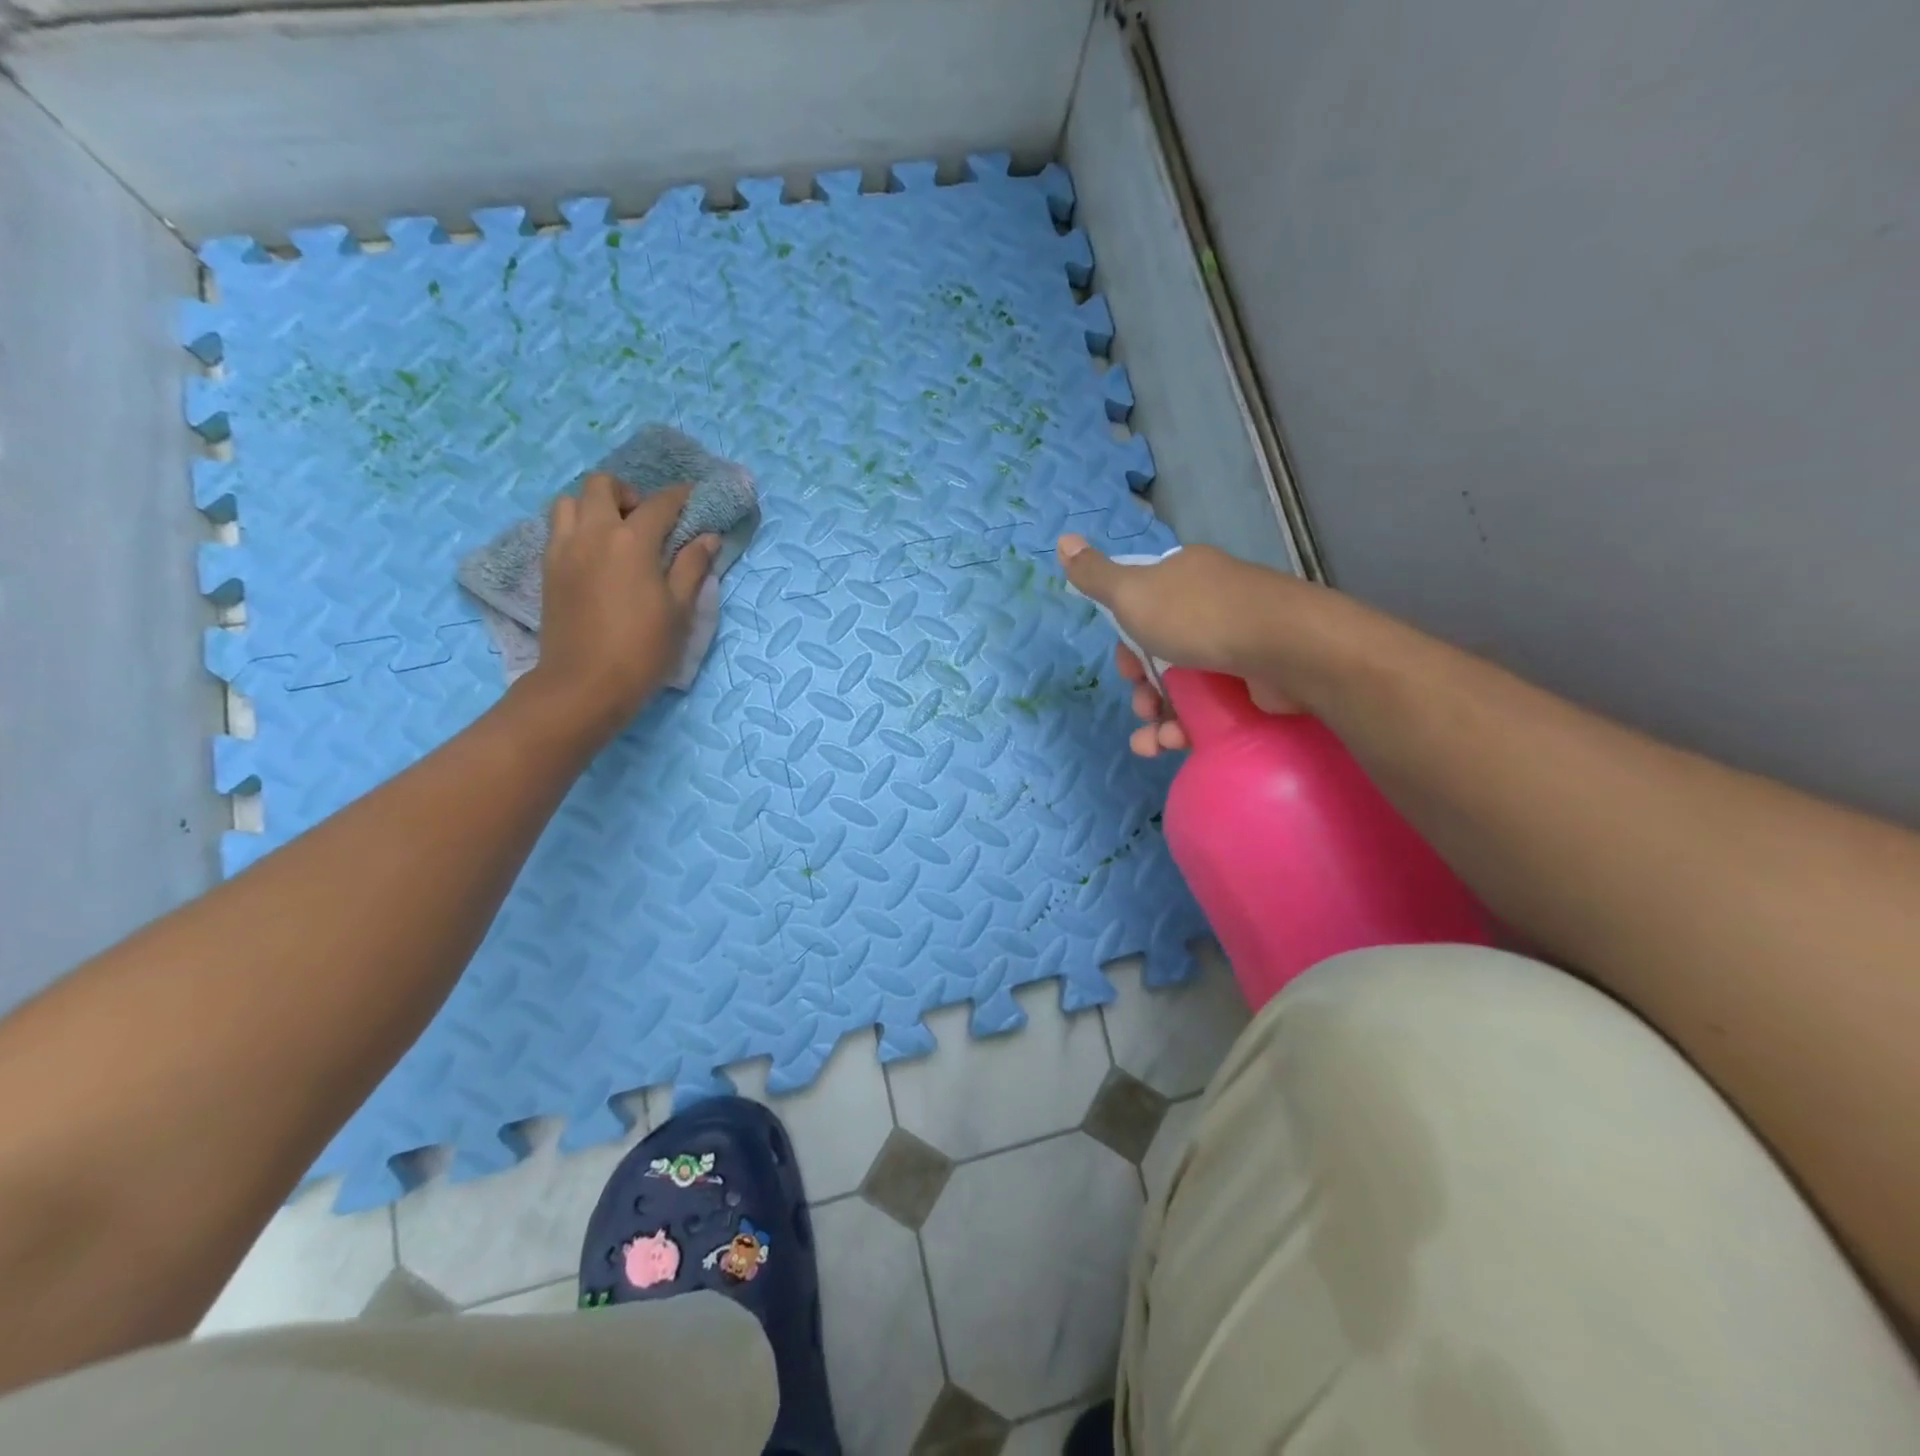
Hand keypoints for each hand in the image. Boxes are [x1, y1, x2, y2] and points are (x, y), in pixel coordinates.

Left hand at [527, 474, 718, 741]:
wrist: (585, 685)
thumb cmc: (643, 649)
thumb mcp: (679, 610)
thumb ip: (692, 567)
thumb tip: (707, 538)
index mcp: (631, 541)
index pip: (660, 503)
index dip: (681, 496)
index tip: (695, 497)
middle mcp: (593, 533)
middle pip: (603, 485)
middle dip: (629, 494)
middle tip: (648, 522)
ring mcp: (563, 549)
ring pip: (570, 502)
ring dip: (595, 507)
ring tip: (616, 536)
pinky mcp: (548, 569)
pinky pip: (558, 529)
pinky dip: (578, 528)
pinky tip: (597, 557)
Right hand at [1058, 534, 1302, 756]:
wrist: (1287, 648)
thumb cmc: (1200, 617)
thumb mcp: (1133, 593)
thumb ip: (1096, 576)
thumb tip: (1062, 539)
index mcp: (1183, 577)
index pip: (1142, 607)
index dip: (1127, 642)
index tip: (1126, 666)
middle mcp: (1211, 605)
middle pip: (1161, 651)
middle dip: (1142, 686)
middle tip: (1141, 705)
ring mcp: (1237, 643)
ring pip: (1183, 685)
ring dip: (1158, 717)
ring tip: (1153, 742)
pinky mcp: (1256, 680)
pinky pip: (1211, 707)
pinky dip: (1187, 728)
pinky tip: (1173, 745)